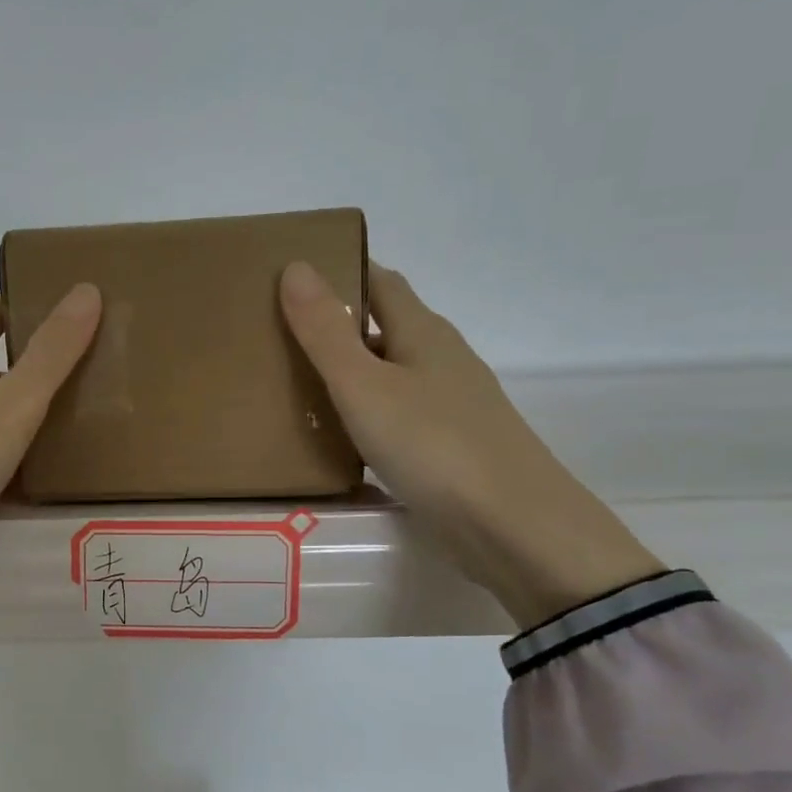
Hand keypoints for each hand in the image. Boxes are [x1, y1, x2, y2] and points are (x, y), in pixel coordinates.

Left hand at [0, 285, 102, 613]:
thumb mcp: (10, 407)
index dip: (29, 306)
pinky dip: (2, 454)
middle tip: (86, 372)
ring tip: (69, 423)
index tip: (73, 312)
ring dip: (18, 413)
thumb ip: (51, 354)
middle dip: (31, 366)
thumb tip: (86, 289)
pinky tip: (32, 473)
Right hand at [279, 260, 662, 628]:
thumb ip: (327, 332)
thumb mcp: (364, 386)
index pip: (380, 281)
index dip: (341, 269)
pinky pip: (397, 414)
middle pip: (385, 326)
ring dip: (350, 372)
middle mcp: (441, 359)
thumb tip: (295, 266)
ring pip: (390, 373)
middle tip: (279, 335)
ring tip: (296, 385)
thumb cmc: (433, 445)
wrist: (511, 525)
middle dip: (338, 324)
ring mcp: (450, 404)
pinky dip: (365, 413)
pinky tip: (340, 436)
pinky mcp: (450, 445)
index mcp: (423, 332)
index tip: (294, 274)